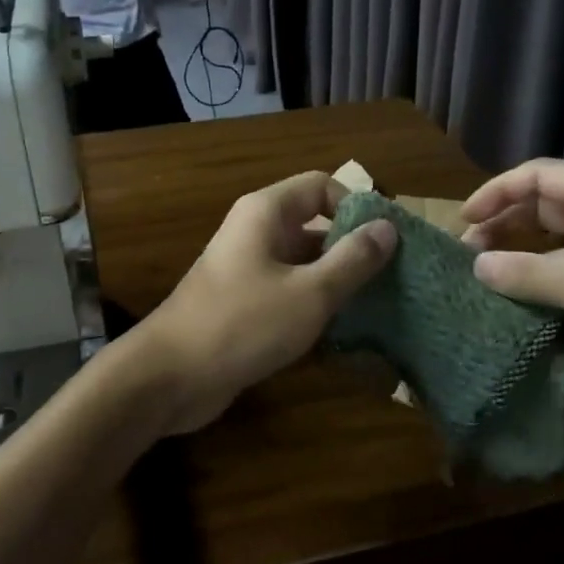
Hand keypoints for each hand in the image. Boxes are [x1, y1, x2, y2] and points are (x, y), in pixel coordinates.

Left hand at [134, 171, 395, 431]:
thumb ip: (353, 259)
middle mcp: (255, 232)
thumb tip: (388, 227)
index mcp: (266, 213)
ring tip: (378, 305)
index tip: (388, 242)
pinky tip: (344, 331)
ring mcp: (247, 269)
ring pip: (304, 262)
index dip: (356, 207)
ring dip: (336, 279)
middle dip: (352, 247)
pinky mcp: (244, 303)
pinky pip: (289, 291)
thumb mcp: (310, 293)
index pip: (322, 186)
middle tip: (393, 277)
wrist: (171, 376)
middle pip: (314, 224)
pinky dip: (315, 304)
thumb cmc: (243, 324)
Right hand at [461, 159, 563, 384]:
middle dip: (505, 222)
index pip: (537, 176)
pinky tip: (522, 296)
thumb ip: (525, 274)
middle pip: (544, 203)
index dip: (496, 193)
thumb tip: (476, 265)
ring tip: (486, 273)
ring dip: (523, 251)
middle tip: (468, 251)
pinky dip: (544, 274)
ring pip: (556, 237)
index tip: (463, 220)